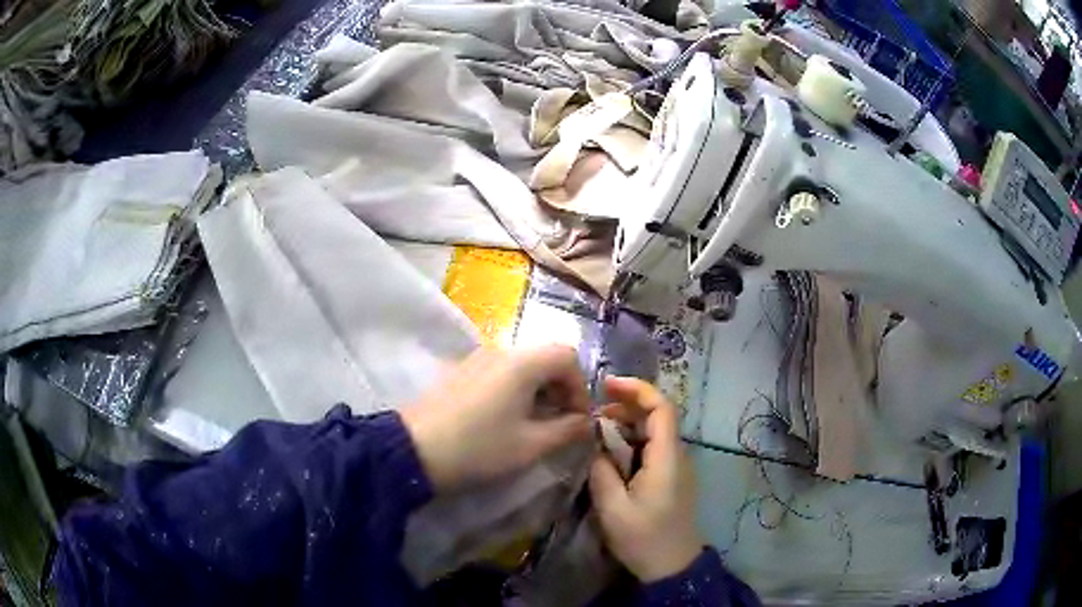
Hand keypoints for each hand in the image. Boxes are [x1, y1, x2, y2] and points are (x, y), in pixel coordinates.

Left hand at [401, 345, 591, 491]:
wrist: (412, 451)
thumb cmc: (479, 448)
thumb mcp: (530, 445)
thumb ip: (567, 430)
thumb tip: (585, 422)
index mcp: (522, 363)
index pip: (568, 356)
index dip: (580, 387)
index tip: (577, 419)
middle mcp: (500, 351)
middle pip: (545, 358)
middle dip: (561, 389)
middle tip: (560, 423)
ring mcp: (476, 359)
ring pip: (522, 366)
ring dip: (538, 390)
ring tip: (534, 425)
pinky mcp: (459, 371)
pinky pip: (499, 372)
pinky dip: (514, 390)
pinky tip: (505, 420)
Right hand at [589, 376, 702, 581]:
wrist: (672, 566)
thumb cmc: (644, 538)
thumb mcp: (613, 508)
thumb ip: (602, 471)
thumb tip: (594, 445)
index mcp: (667, 458)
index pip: (661, 408)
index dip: (636, 390)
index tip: (606, 384)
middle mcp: (677, 455)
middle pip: (657, 415)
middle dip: (626, 404)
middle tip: (593, 408)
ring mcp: (676, 466)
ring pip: (654, 431)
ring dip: (627, 423)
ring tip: (596, 428)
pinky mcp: (670, 477)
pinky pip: (653, 447)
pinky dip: (631, 440)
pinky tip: (610, 451)